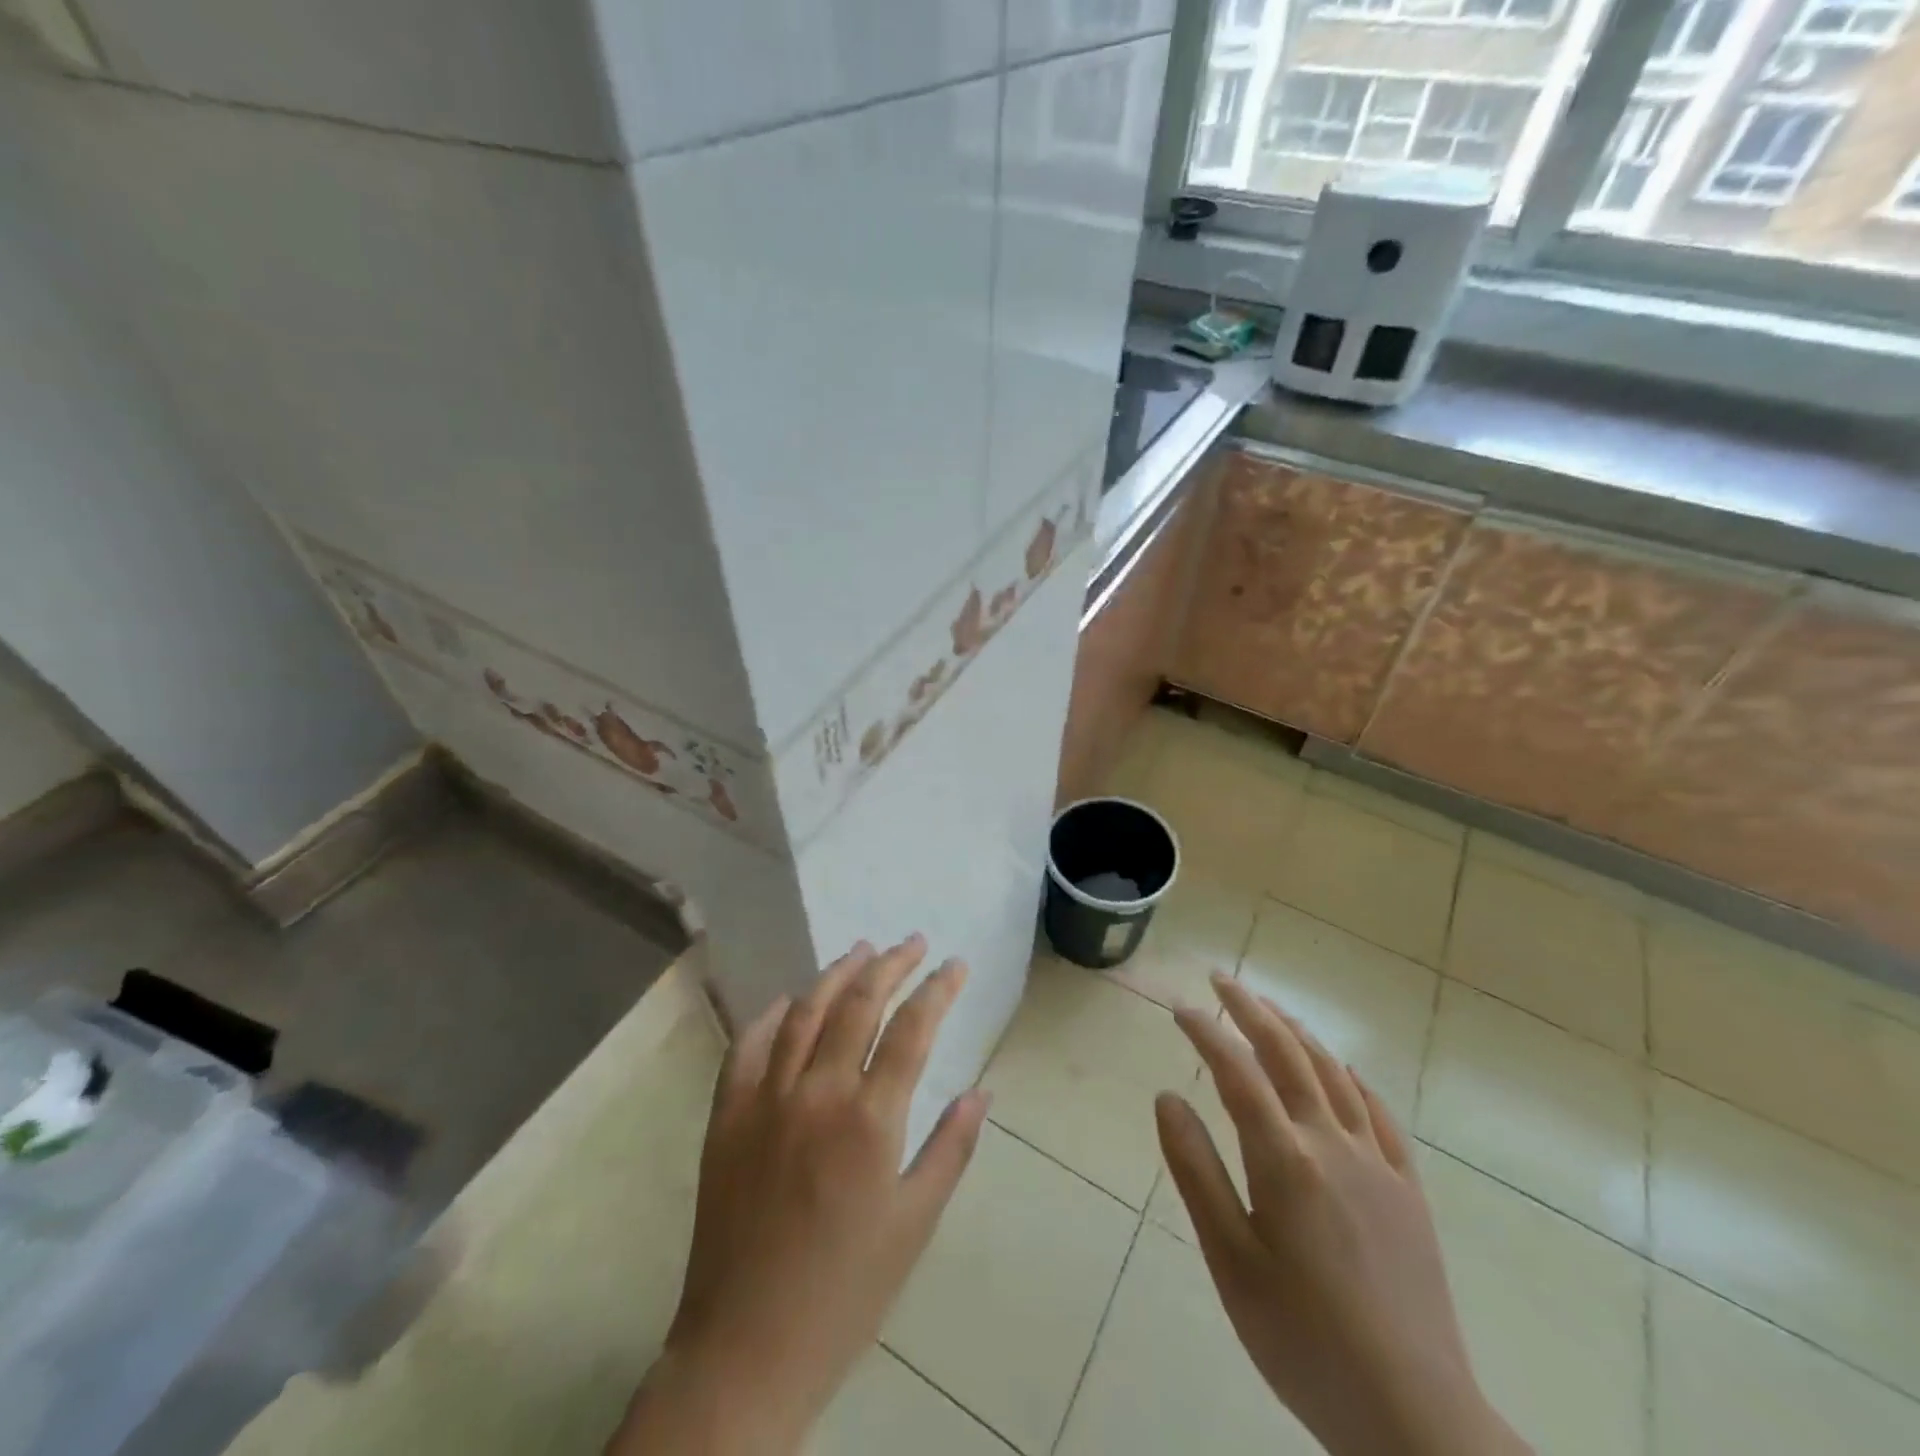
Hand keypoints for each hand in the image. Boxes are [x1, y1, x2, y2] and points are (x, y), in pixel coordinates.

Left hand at [609, 936, 990, 1454]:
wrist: (746, 1348)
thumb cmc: (846, 1291)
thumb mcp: (915, 1224)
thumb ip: (951, 1148)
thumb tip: (981, 1090)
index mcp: (870, 1120)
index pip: (913, 1028)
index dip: (938, 988)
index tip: (955, 964)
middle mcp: (818, 1093)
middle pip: (859, 1004)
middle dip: (892, 964)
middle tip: (913, 942)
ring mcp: (766, 1099)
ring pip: (804, 1012)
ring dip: (836, 974)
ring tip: (862, 950)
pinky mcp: (726, 1116)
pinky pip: (747, 1046)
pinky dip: (771, 1016)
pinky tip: (789, 1001)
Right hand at [1157, 974, 1529, 1455]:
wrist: (1414, 1417)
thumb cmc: (1302, 1338)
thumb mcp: (1230, 1259)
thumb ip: (1196, 1170)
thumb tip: (1167, 1097)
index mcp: (1285, 1158)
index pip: (1237, 1071)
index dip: (1206, 1032)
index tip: (1179, 1007)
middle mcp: (1332, 1143)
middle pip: (1288, 1054)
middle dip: (1251, 1009)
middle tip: (1222, 979)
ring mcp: (1377, 1164)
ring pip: (1333, 1074)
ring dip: (1297, 1032)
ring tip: (1270, 1008)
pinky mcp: (1408, 1190)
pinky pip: (1378, 1113)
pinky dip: (1351, 1078)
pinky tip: (1340, 1071)